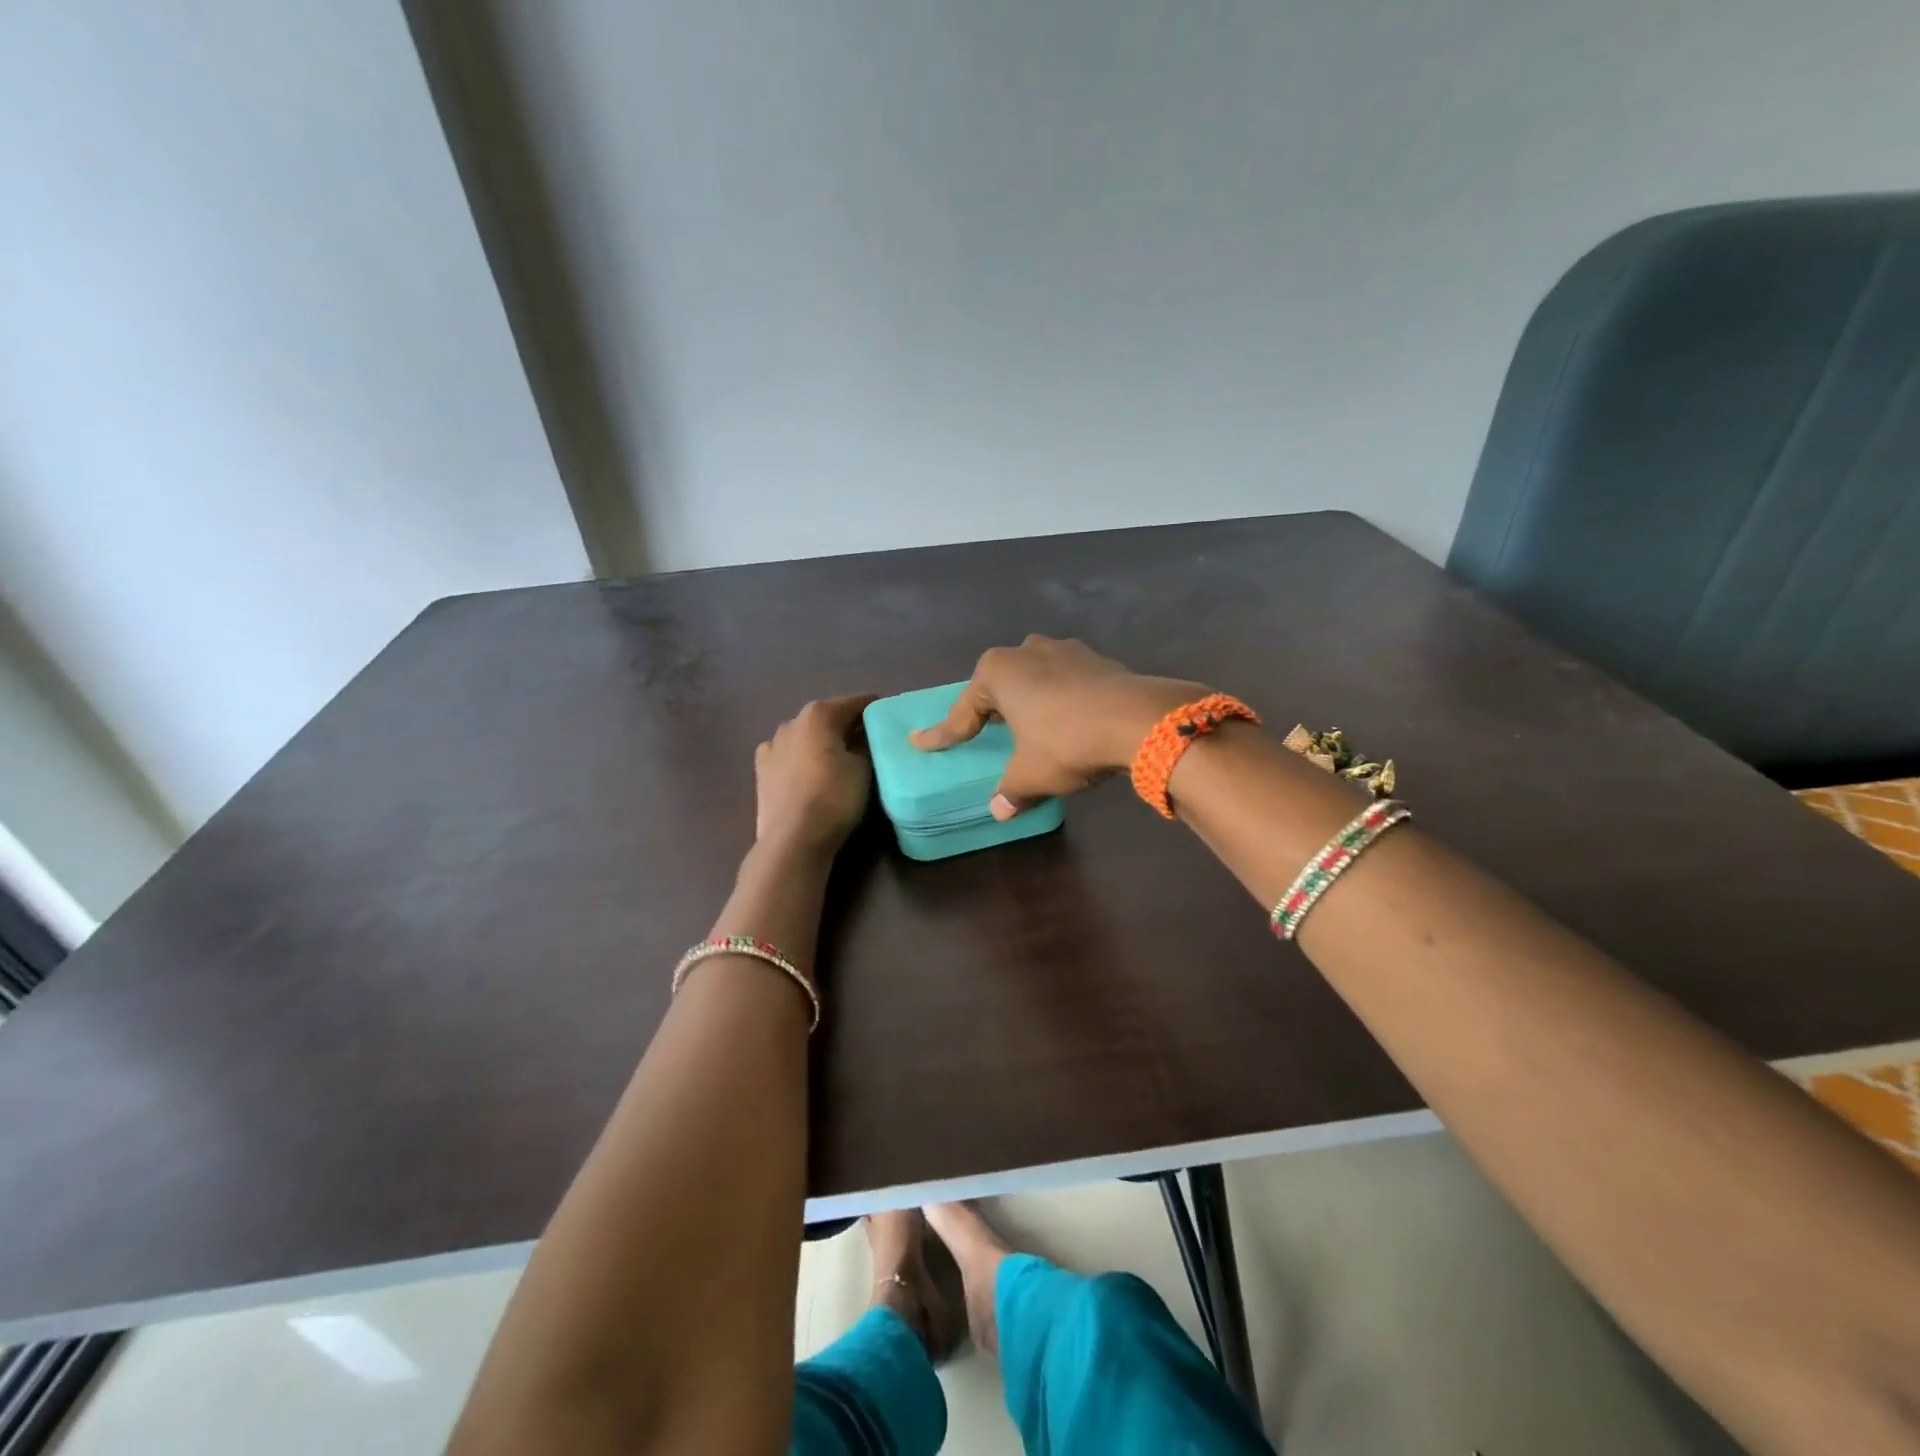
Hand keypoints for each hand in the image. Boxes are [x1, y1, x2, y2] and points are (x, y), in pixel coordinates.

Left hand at [755, 694, 877, 852]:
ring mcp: (772, 744)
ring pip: (806, 735)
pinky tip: (808, 773)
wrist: (794, 838)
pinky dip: (800, 758)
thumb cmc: (835, 797)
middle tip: (867, 745)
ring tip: (837, 762)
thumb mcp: (864, 768)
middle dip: (847, 726)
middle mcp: (792, 721)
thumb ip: (865, 743)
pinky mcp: (761, 769)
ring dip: (821, 742)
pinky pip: (788, 755)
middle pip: (829, 717)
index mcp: (820, 714)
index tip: (889, 724)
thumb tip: (863, 734)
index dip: (876, 711)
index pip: (857, 702)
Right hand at [909, 636, 1204, 817]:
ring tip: (1028, 726)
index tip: (921, 743)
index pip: (963, 712)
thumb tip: (999, 810)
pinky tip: (1068, 721)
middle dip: (990, 709)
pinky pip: (1066, 682)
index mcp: (999, 672)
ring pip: (1035, 677)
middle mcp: (1028, 651)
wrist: (1139, 720)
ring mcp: (1066, 651)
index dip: (943, 734)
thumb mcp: (1031, 775)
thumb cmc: (1067, 742)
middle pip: (998, 685)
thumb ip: (1011, 791)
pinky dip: (1060, 701)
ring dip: (1028, 701)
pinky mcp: (1099, 660)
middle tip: (982, 731)